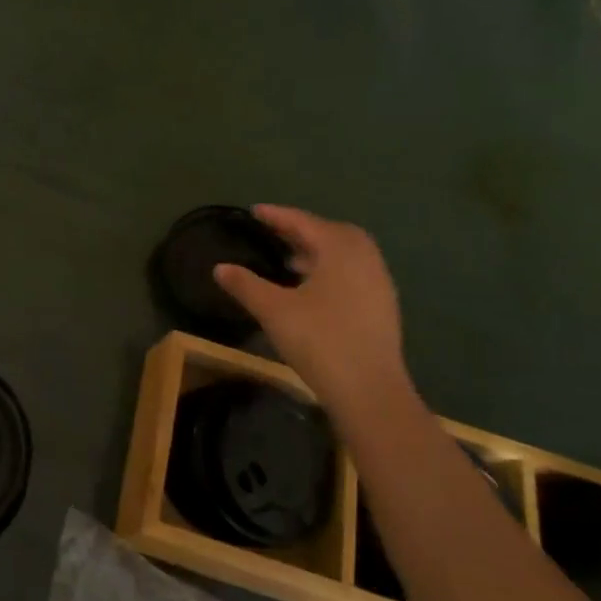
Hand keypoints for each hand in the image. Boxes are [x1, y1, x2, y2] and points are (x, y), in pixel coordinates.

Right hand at [213, 205, 411, 413]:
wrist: (369, 389)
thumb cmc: (319, 340)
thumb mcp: (273, 310)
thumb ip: (245, 285)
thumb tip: (220, 267)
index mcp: (341, 250)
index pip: (305, 223)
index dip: (278, 216)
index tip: (254, 211)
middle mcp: (365, 259)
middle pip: (332, 233)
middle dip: (302, 229)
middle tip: (274, 232)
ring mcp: (378, 284)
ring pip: (345, 254)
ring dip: (317, 250)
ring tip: (288, 260)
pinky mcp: (381, 307)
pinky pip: (352, 273)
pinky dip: (330, 269)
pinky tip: (310, 288)